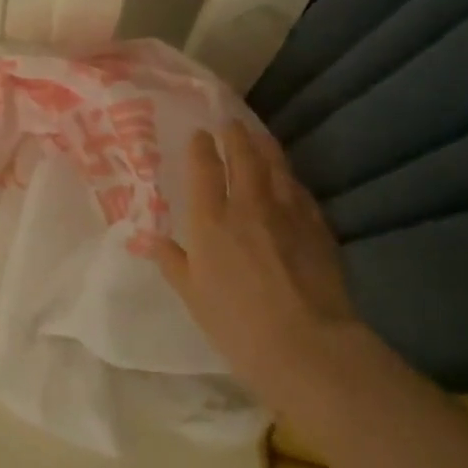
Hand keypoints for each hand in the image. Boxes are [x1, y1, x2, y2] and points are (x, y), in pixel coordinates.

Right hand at [150, 122, 359, 408]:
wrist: (306, 344)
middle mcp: (248, 205)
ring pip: (275, 166)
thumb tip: (151, 239)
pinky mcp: (317, 225)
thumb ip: (173, 262)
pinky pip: (300, 190)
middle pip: (242, 157)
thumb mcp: (193, 296)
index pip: (204, 169)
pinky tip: (289, 178)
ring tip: (258, 135)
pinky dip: (290, 178)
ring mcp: (287, 212)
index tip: (200, 134)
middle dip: (235, 135)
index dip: (201, 147)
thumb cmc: (237, 325)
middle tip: (230, 122)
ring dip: (265, 145)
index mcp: (210, 221)